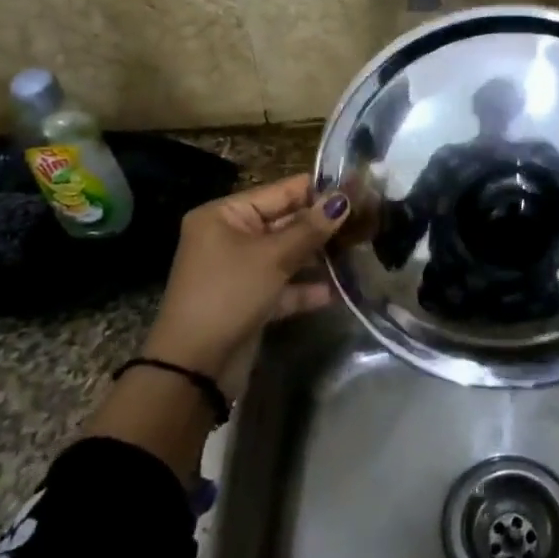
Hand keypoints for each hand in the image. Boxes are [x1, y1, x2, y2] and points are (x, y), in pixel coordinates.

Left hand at [143, 175, 349, 391]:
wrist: (193, 368)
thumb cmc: (229, 295)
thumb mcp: (272, 258)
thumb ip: (310, 228)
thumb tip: (343, 199)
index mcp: (225, 215)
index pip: (280, 191)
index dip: (319, 191)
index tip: (357, 189)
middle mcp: (230, 236)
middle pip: (285, 222)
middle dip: (322, 225)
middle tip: (365, 221)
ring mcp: (240, 270)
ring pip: (287, 254)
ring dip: (318, 256)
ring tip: (358, 251)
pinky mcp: (249, 300)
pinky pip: (283, 285)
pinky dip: (305, 288)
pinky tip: (336, 291)